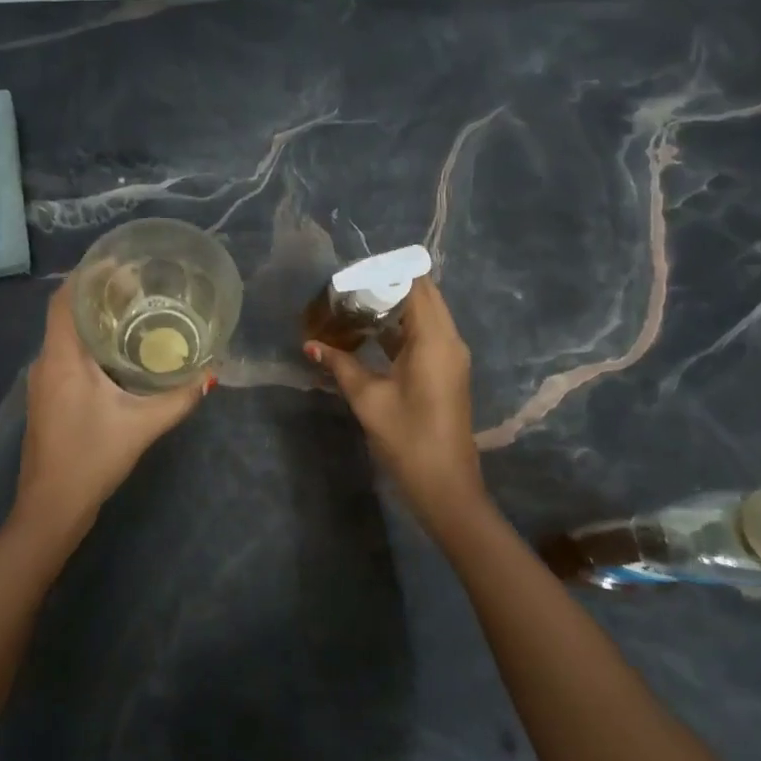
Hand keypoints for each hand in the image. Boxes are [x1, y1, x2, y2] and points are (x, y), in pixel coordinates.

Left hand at [14, 283, 212, 535]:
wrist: (51, 507)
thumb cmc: (92, 458)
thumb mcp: (142, 426)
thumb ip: (178, 398)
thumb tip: (210, 373)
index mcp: (62, 359)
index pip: (65, 300)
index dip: (87, 275)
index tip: (119, 263)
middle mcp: (46, 363)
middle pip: (66, 313)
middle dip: (98, 294)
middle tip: (138, 285)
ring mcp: (42, 382)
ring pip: (65, 335)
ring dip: (93, 320)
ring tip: (133, 311)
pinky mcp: (47, 398)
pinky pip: (66, 355)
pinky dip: (89, 343)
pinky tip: (117, 352)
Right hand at [305, 276, 486, 524]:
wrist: (446, 487)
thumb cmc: (408, 440)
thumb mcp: (369, 400)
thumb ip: (340, 365)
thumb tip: (310, 344)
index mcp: (434, 339)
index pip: (414, 285)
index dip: (384, 273)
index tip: (350, 273)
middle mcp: (448, 340)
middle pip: (421, 295)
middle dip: (384, 287)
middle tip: (345, 290)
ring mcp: (450, 356)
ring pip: (422, 315)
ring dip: (390, 308)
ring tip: (349, 307)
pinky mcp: (445, 371)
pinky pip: (423, 335)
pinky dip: (397, 329)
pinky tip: (366, 334)